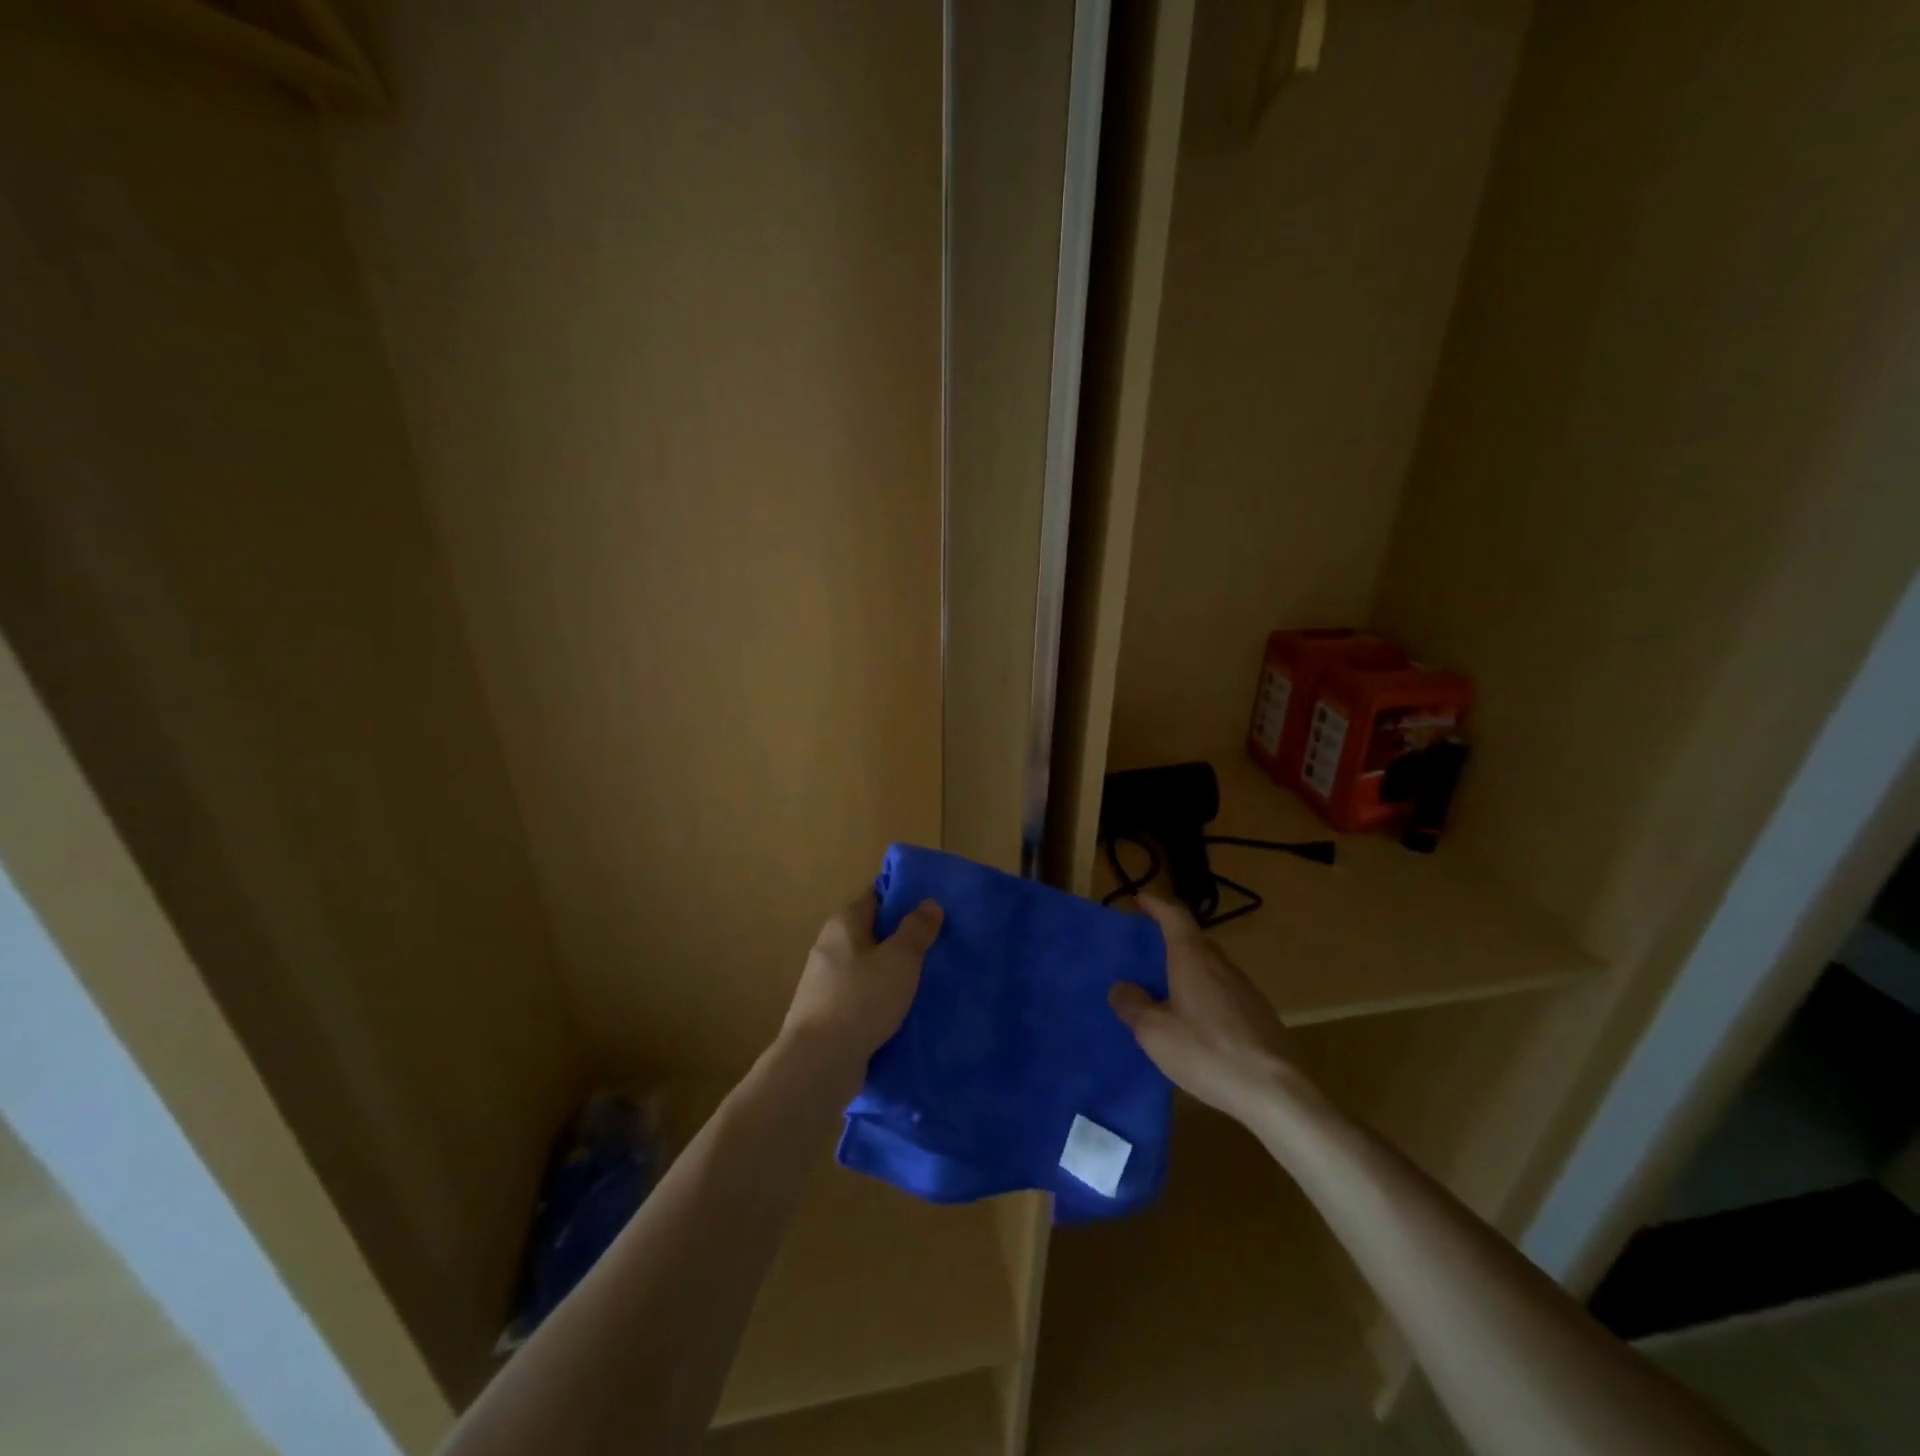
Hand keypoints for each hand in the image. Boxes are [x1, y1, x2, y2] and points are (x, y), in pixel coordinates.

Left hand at [782, 890, 942, 1075]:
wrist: (819, 1063)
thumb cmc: (861, 999)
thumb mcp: (900, 959)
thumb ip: (916, 929)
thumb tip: (929, 903)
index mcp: (843, 925)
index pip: (875, 897)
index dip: (901, 898)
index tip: (931, 907)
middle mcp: (829, 948)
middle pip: (871, 933)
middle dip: (900, 939)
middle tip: (937, 945)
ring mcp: (825, 984)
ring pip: (867, 968)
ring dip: (891, 973)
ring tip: (926, 980)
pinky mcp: (827, 1016)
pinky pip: (861, 998)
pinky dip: (880, 1000)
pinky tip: (902, 1012)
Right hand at [1109, 894, 1303, 1122]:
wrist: (1277, 1092)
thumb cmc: (1208, 1052)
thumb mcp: (1155, 1033)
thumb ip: (1133, 1005)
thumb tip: (1121, 987)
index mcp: (1194, 959)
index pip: (1175, 917)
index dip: (1157, 905)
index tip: (1140, 900)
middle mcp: (1222, 966)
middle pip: (1195, 940)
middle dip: (1171, 937)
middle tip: (1148, 947)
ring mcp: (1246, 990)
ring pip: (1212, 966)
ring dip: (1189, 967)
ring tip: (1168, 986)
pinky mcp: (1259, 1016)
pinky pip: (1224, 991)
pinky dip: (1205, 992)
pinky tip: (1197, 1020)